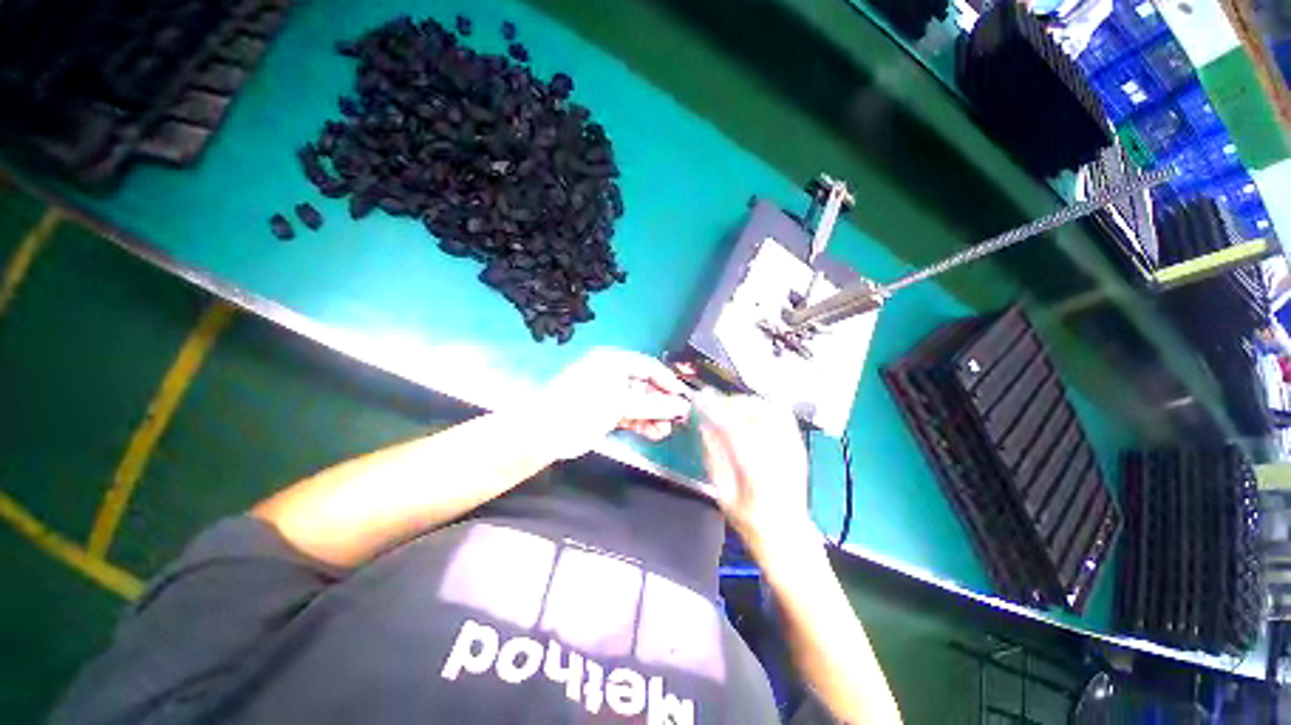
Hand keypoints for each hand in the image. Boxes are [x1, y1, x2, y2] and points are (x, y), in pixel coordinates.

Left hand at [537, 348, 691, 458]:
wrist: (545, 433)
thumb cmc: (583, 409)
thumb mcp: (621, 404)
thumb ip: (654, 405)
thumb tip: (683, 407)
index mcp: (614, 362)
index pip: (649, 367)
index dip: (668, 382)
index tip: (684, 399)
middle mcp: (613, 374)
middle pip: (645, 386)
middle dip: (662, 403)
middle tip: (678, 419)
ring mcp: (608, 394)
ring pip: (638, 402)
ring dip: (654, 416)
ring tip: (665, 431)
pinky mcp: (604, 412)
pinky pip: (629, 414)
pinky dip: (641, 423)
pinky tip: (654, 434)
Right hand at [694, 391, 812, 544]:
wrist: (789, 535)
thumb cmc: (750, 521)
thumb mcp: (723, 493)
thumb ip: (714, 456)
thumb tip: (704, 425)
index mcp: (757, 471)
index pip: (734, 428)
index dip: (715, 410)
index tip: (701, 400)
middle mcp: (779, 454)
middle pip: (756, 412)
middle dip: (731, 404)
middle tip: (715, 408)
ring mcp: (793, 448)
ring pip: (770, 408)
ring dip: (747, 403)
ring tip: (732, 410)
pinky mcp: (799, 446)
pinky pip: (782, 414)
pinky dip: (763, 407)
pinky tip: (750, 415)